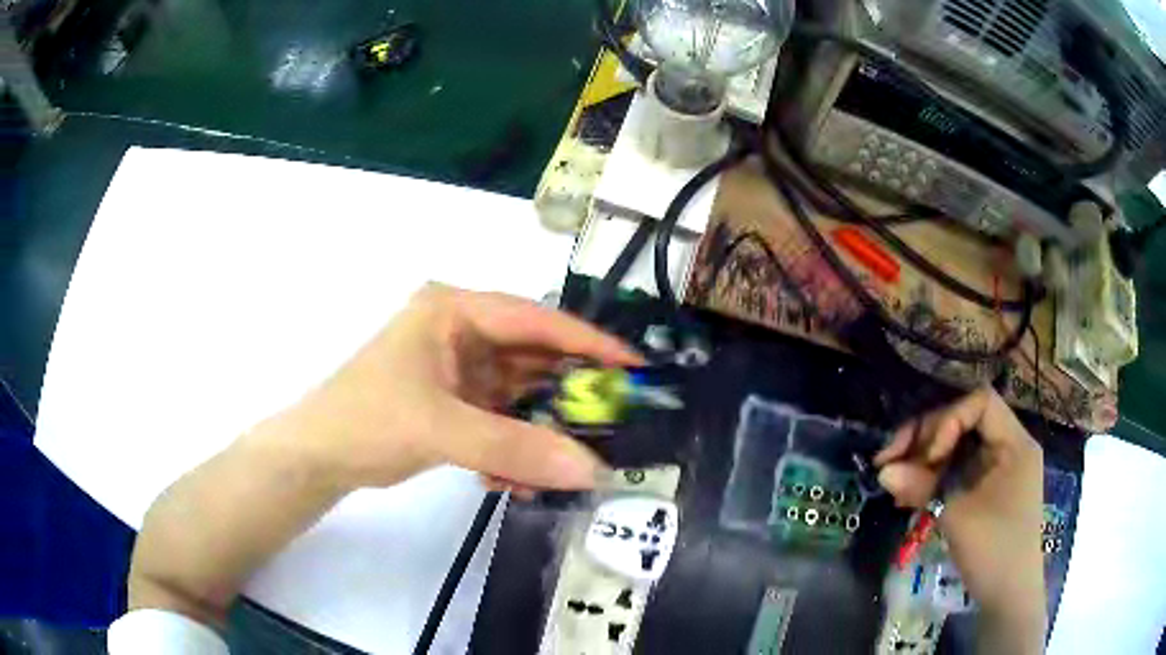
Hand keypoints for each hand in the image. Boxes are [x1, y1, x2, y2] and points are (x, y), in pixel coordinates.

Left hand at [268, 283, 641, 494]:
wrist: (318, 457)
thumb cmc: (369, 421)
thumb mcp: (442, 430)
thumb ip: (518, 449)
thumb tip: (594, 470)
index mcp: (454, 311)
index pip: (536, 319)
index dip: (588, 342)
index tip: (635, 368)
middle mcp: (461, 332)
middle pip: (532, 358)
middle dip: (568, 394)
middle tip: (613, 422)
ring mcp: (458, 369)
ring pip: (519, 395)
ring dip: (539, 430)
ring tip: (566, 463)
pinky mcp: (454, 402)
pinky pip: (501, 420)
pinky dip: (513, 448)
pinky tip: (515, 480)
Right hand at [874, 387, 1045, 651]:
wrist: (1008, 597)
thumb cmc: (994, 552)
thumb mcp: (958, 518)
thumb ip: (922, 489)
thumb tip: (883, 471)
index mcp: (1014, 443)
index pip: (980, 403)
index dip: (949, 420)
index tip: (928, 456)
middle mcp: (1008, 447)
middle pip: (964, 421)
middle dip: (927, 438)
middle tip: (891, 461)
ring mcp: (997, 469)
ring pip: (957, 447)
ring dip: (924, 460)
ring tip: (894, 481)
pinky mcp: (986, 490)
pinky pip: (958, 471)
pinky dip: (933, 478)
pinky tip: (909, 494)